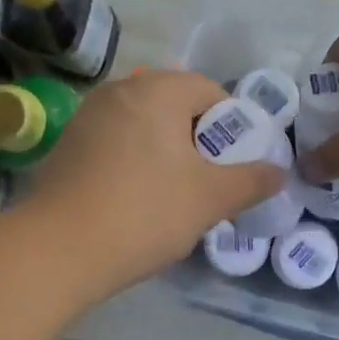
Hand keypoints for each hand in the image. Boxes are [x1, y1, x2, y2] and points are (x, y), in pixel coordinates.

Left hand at [27, 69, 285, 299]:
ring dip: (168, 154)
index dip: (233, 125)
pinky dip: (137, 163)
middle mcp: (119, 91)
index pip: (209, 90)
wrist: (58, 249)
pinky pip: (117, 145)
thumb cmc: (145, 212)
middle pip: (176, 106)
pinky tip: (139, 201)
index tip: (238, 163)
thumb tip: (279, 172)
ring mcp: (87, 118)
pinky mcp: (67, 147)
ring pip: (145, 127)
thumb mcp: (210, 198)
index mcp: (156, 90)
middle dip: (200, 141)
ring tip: (178, 195)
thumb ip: (251, 181)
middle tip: (212, 181)